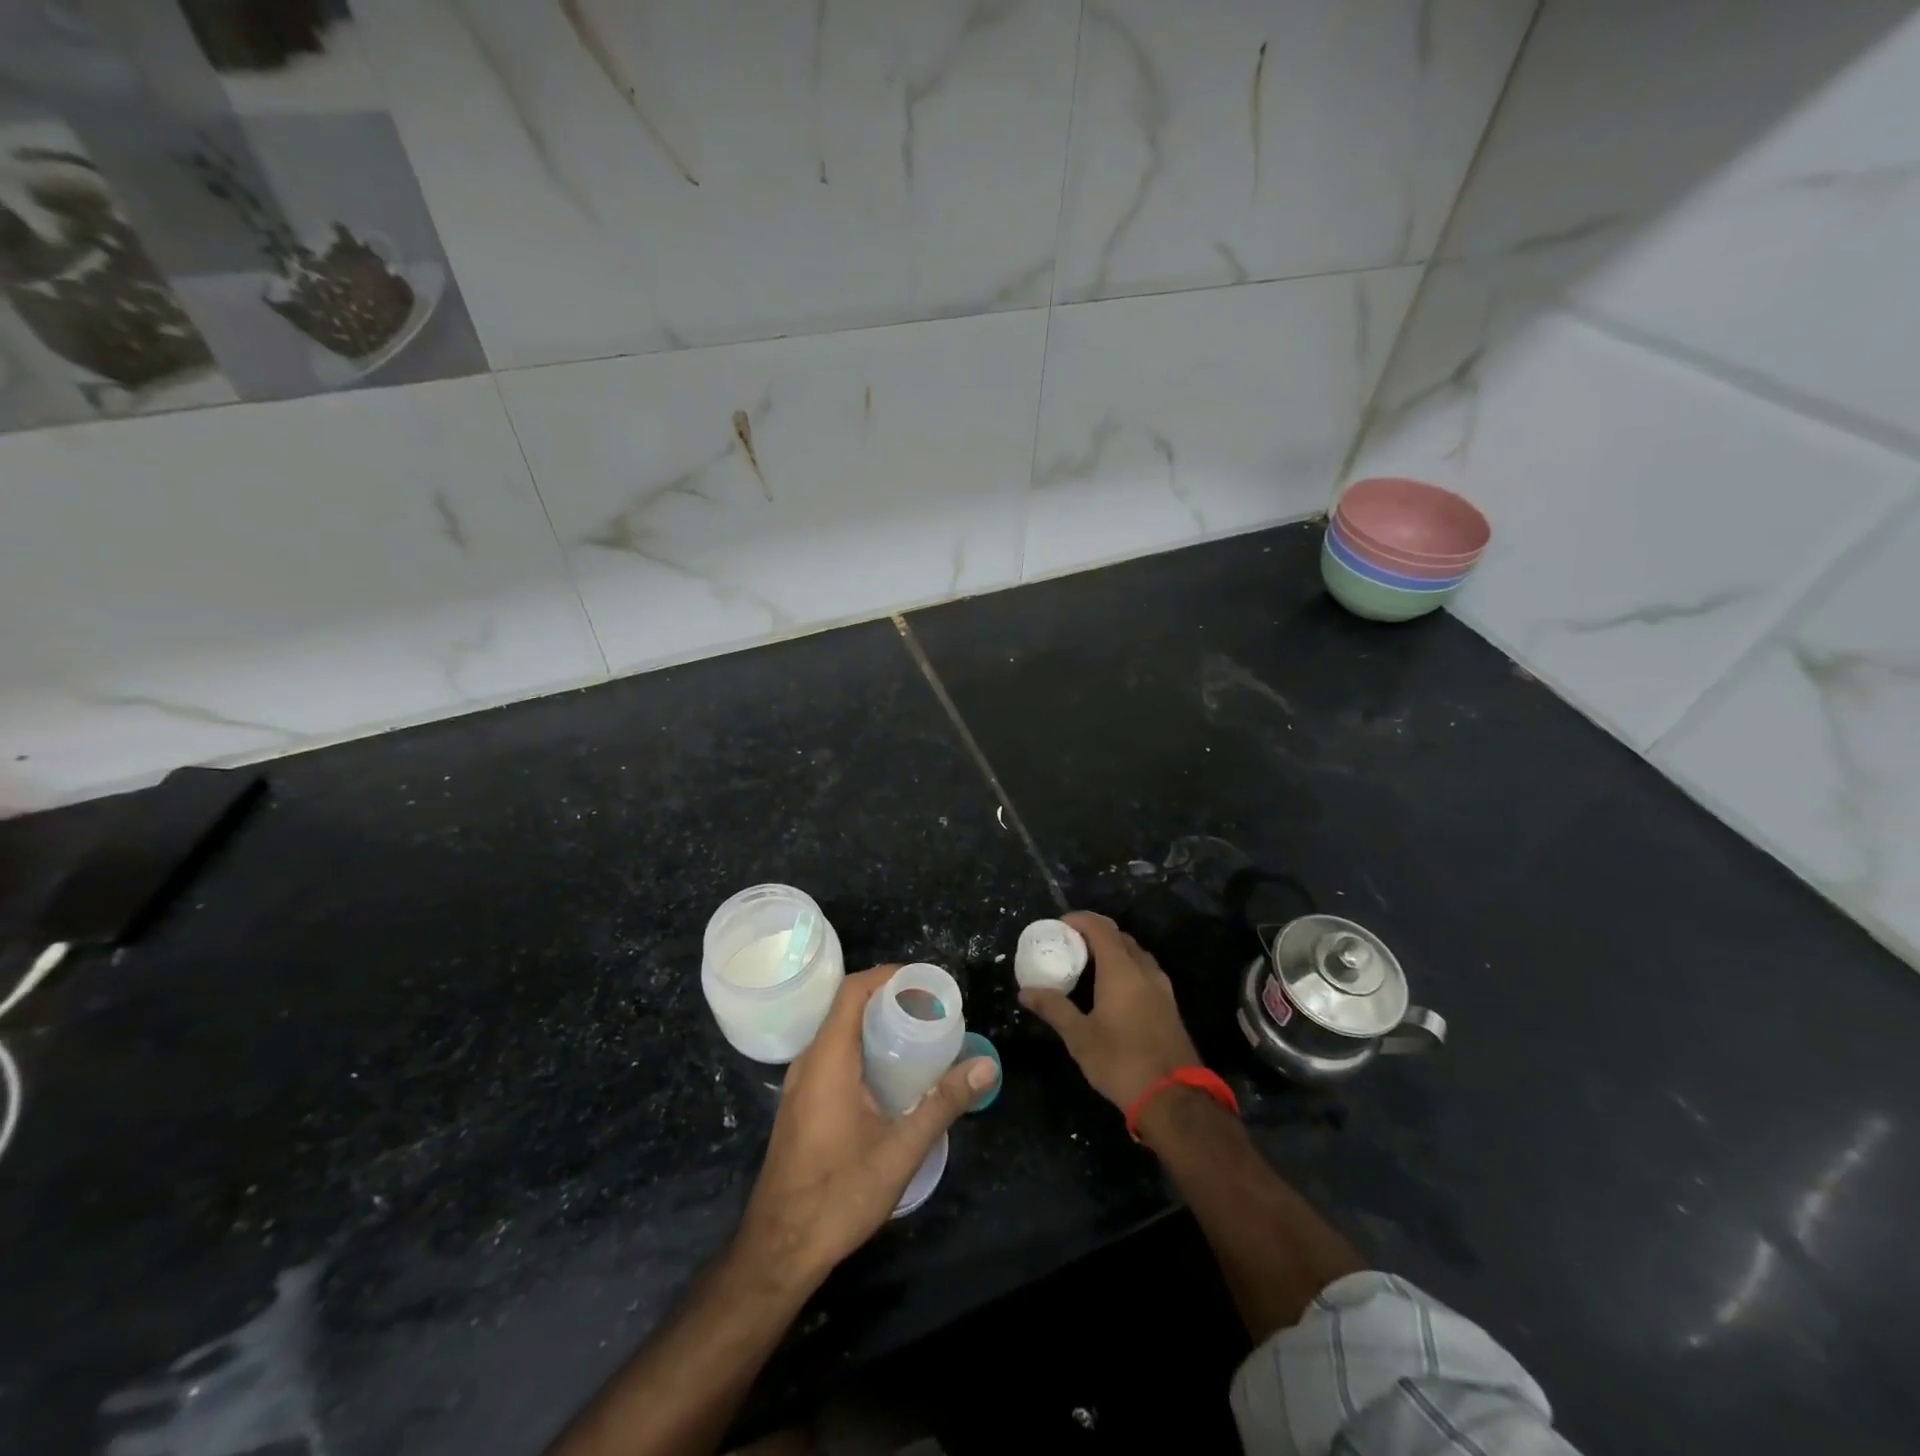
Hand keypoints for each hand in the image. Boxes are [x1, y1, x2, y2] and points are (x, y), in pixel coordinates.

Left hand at [736, 967, 998, 1287]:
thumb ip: (943, 1103)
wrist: (779, 1250)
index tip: (926, 982)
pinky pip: (833, 1056)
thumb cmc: (838, 1195)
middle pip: (847, 1007)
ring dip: (876, 1024)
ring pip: (839, 1033)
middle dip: (889, 999)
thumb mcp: (900, 1150)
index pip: (853, 991)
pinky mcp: (802, 1103)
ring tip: (919, 1034)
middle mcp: (809, 1062)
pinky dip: (863, 1048)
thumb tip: (986, 1065)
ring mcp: (801, 1084)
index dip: (888, 976)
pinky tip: (892, 1074)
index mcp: (827, 1059)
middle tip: (932, 1009)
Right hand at [1020, 912, 1199, 1110]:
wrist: (1174, 1098)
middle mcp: (1145, 970)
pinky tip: (1111, 990)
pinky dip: (1126, 968)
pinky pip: (1144, 972)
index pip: (1101, 928)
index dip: (1080, 920)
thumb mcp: (1079, 1037)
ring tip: (1088, 966)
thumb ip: (1053, 1008)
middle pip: (1120, 937)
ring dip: (1113, 951)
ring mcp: (1162, 988)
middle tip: (1070, 946)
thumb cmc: (1121, 1061)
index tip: (1059, 925)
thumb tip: (1025, 992)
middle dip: (1095, 934)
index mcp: (1122, 970)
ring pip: (1135, 954)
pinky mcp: (1169, 1006)